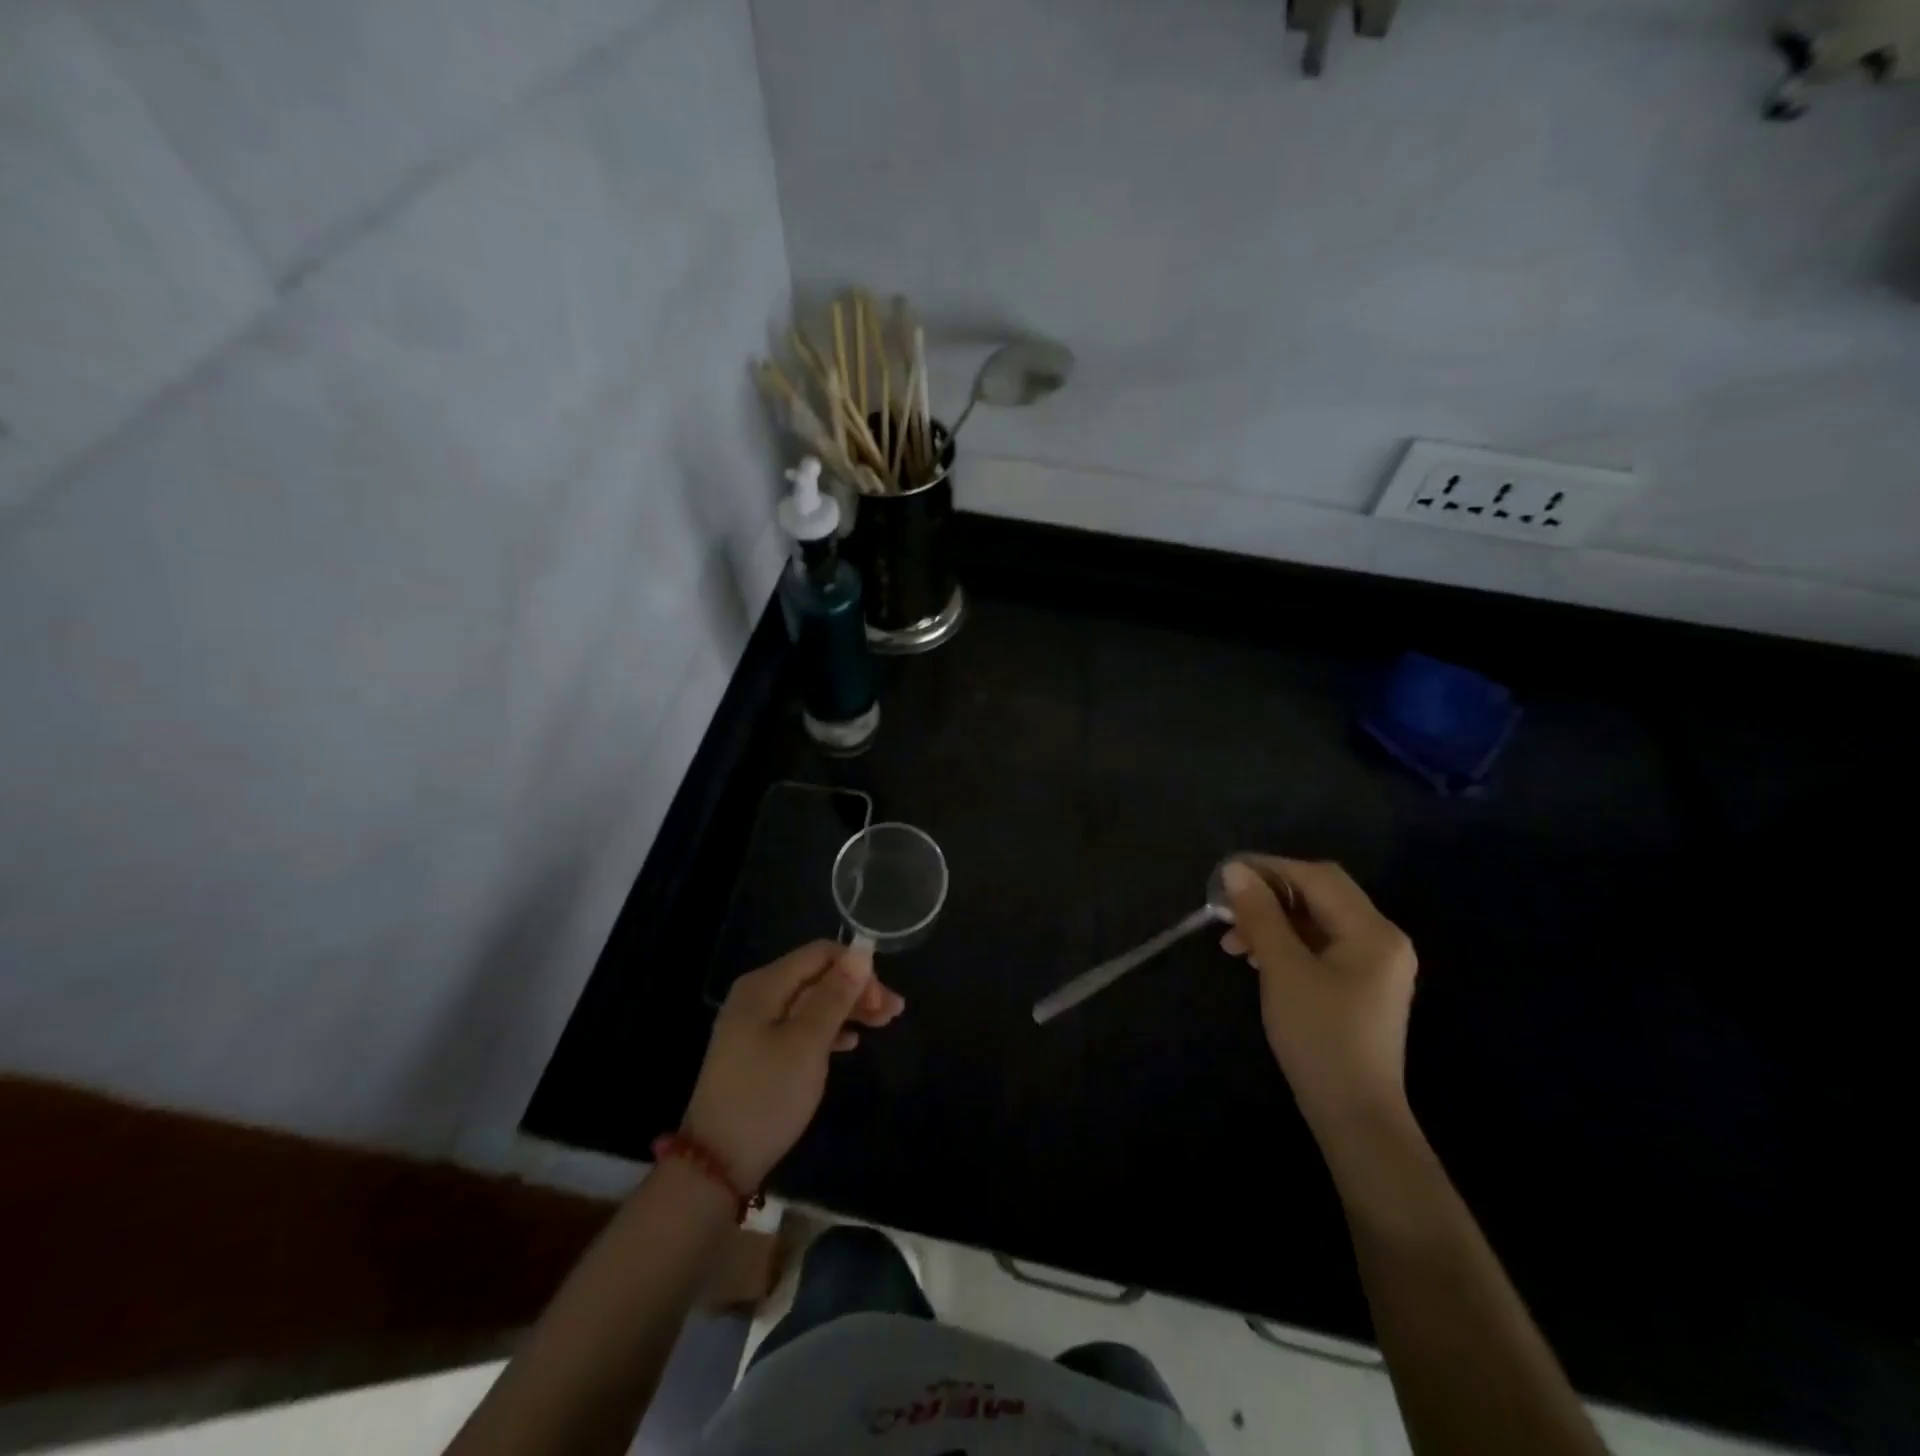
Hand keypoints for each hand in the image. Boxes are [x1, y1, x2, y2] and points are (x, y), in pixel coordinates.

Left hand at [680, 941, 904, 1188]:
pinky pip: (801, 1025)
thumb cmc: (767, 1095)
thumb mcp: (808, 1043)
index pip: (820, 954)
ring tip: (883, 1025)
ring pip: (812, 1002)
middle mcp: (758, 995)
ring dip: (848, 1009)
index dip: (857, 969)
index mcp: (764, 985)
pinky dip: (828, 1029)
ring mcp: (756, 1023)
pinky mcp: (758, 1051)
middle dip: (857, 989)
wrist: (716, 1163)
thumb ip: (835, 995)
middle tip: (893, 1014)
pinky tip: (850, 1043)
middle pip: (817, 976)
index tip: (884, 1001)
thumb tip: (862, 952)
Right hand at [1220, 858, 1416, 1137]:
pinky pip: (1321, 947)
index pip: (1318, 877)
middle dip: (1270, 896)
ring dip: (1274, 922)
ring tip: (1234, 942)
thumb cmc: (1319, 1037)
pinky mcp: (1361, 986)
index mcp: (1373, 931)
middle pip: (1320, 896)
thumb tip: (1235, 871)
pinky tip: (1258, 959)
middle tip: (1227, 909)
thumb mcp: (1282, 969)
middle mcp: (1382, 940)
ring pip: (1317, 922)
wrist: (1354, 1115)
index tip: (1225, 876)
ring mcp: (1375, 965)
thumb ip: (1260, 915)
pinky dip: (1287, 943)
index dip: (1270, 869)